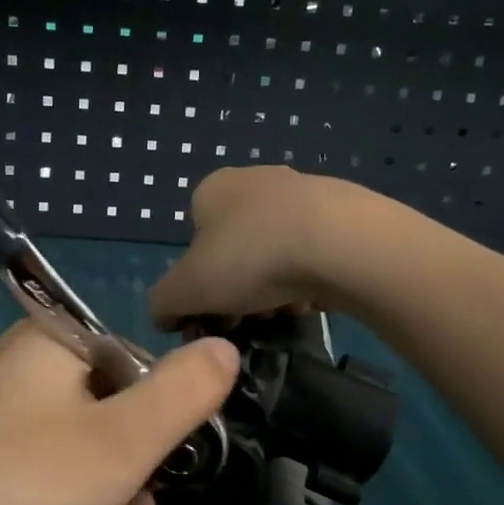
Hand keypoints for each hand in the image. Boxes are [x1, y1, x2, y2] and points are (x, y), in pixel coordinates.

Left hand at [0, 323, 239, 504]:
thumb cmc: (29, 484)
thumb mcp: (125, 440)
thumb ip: (186, 392)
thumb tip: (225, 346)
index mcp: (50, 342)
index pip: (135, 358)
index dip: (165, 410)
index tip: (170, 458)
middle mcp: (18, 368)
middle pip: (109, 402)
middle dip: (139, 458)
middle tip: (147, 501)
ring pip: (79, 443)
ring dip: (113, 486)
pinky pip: (44, 471)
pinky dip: (75, 500)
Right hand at [149, 166, 356, 329]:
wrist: (340, 243)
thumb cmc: (248, 260)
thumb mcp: (183, 292)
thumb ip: (162, 305)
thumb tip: (166, 316)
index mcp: (212, 189)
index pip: (192, 244)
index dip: (196, 287)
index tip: (210, 317)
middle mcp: (254, 181)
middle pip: (232, 252)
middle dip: (234, 294)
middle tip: (244, 324)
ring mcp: (302, 192)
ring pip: (272, 256)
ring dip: (269, 291)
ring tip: (279, 316)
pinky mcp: (341, 211)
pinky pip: (310, 255)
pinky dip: (305, 281)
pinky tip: (310, 301)